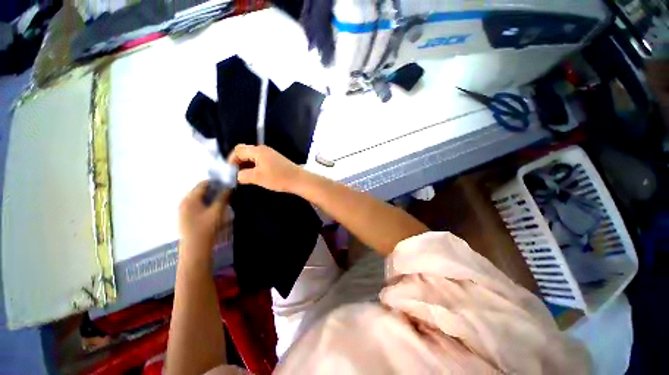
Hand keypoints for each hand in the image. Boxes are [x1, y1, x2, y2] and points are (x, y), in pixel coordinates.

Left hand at [178, 181, 229, 257]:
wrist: (195, 248)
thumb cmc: (206, 228)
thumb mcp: (217, 211)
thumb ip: (223, 197)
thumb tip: (228, 188)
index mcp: (190, 199)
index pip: (203, 184)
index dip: (216, 182)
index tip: (227, 184)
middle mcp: (184, 202)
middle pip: (199, 190)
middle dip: (213, 190)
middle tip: (226, 193)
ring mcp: (183, 210)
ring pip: (198, 198)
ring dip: (210, 197)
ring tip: (222, 200)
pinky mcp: (185, 217)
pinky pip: (196, 205)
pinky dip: (205, 203)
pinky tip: (213, 209)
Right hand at [228, 144, 302, 192]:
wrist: (298, 179)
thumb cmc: (278, 177)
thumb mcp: (257, 177)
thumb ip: (243, 175)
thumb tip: (237, 175)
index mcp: (258, 151)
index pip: (238, 149)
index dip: (231, 159)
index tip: (230, 171)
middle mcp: (264, 149)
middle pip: (246, 152)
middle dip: (239, 163)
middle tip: (236, 175)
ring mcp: (271, 154)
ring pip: (253, 157)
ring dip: (247, 166)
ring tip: (246, 177)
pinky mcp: (276, 160)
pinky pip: (261, 161)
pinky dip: (256, 167)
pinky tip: (257, 175)